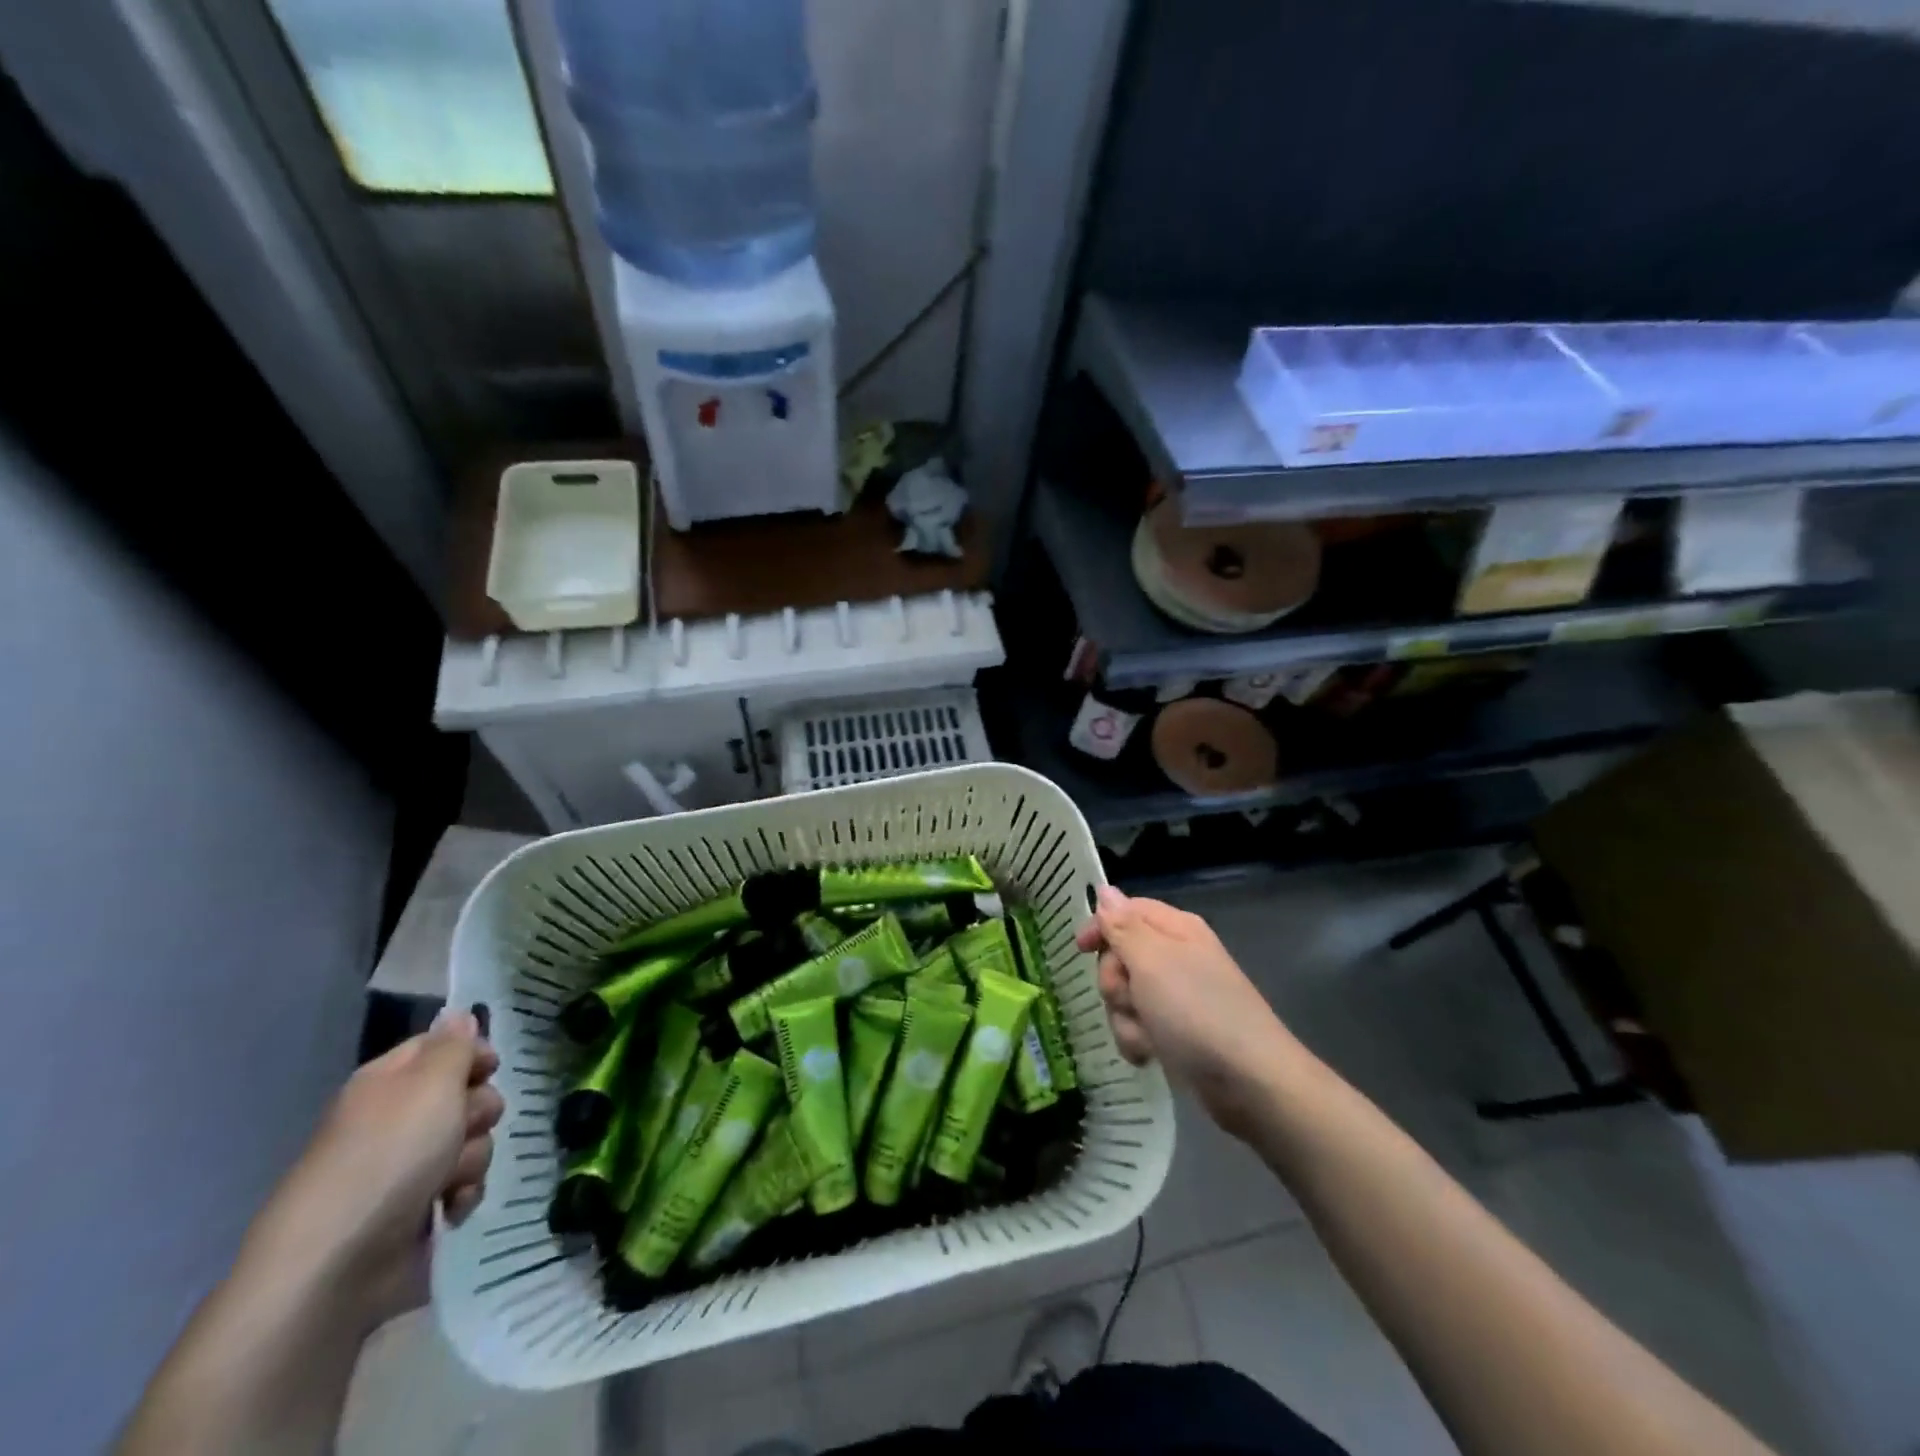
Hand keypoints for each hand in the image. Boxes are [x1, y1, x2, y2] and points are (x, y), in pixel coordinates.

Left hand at [255, 1009, 503, 1328]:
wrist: (335, 1267)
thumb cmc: (386, 1158)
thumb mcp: (431, 1084)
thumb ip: (453, 1046)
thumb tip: (460, 1015)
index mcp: (389, 1082)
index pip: (442, 1046)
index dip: (472, 1053)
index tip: (488, 1068)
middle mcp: (397, 1119)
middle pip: (467, 1094)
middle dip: (477, 1112)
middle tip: (462, 1129)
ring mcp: (406, 1167)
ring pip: (472, 1140)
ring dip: (472, 1158)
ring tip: (448, 1182)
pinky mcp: (416, 1210)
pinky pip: (463, 1185)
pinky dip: (463, 1196)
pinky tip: (450, 1210)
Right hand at [1077, 887, 1302, 1137]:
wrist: (1250, 1082)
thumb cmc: (1197, 1011)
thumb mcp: (1151, 961)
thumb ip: (1123, 926)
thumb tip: (1106, 889)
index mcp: (1175, 929)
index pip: (1125, 910)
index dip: (1101, 927)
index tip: (1081, 950)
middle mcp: (1177, 957)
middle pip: (1120, 956)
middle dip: (1115, 981)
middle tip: (1129, 998)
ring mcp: (1178, 996)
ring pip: (1126, 995)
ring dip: (1125, 1017)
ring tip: (1145, 1035)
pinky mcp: (1178, 1032)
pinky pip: (1139, 1026)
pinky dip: (1138, 1040)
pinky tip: (1150, 1055)